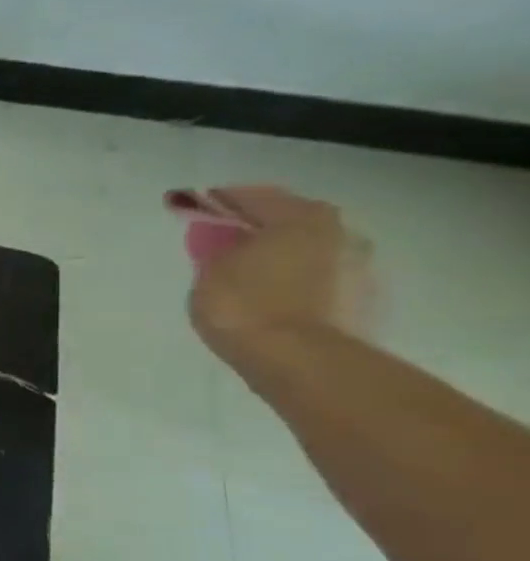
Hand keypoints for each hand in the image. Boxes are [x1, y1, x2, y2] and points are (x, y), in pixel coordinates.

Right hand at [184, 185, 373, 366]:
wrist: (302, 362)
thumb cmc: (246, 306)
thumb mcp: (211, 271)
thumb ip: (219, 249)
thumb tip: (227, 242)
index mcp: (303, 217)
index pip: (253, 197)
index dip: (219, 201)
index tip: (196, 206)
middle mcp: (343, 232)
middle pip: (290, 222)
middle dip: (257, 229)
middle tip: (223, 242)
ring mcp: (361, 268)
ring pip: (309, 253)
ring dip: (281, 258)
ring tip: (248, 275)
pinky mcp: (365, 302)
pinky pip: (320, 282)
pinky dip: (296, 284)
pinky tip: (273, 299)